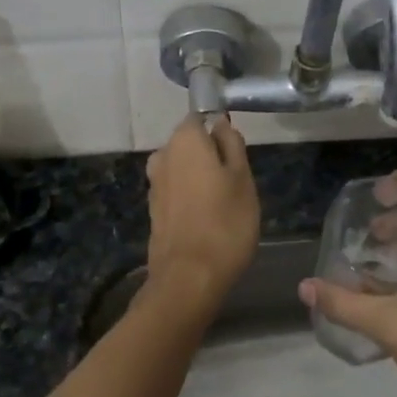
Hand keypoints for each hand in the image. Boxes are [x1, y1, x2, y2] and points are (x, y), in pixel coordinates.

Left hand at [145, 115, 260, 308]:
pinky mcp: (153, 210)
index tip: (237, 155)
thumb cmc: (225, 222)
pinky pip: (176, 192)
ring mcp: (154, 184)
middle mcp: (163, 155)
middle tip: (236, 183)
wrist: (189, 277)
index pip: (201, 119)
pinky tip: (207, 220)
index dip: (220, 132)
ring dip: (200, 179)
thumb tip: (220, 124)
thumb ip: (232, 144)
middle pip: (190, 145)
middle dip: (210, 157)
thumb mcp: (243, 178)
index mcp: (184, 140)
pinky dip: (190, 199)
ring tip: (224, 205)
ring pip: (183, 170)